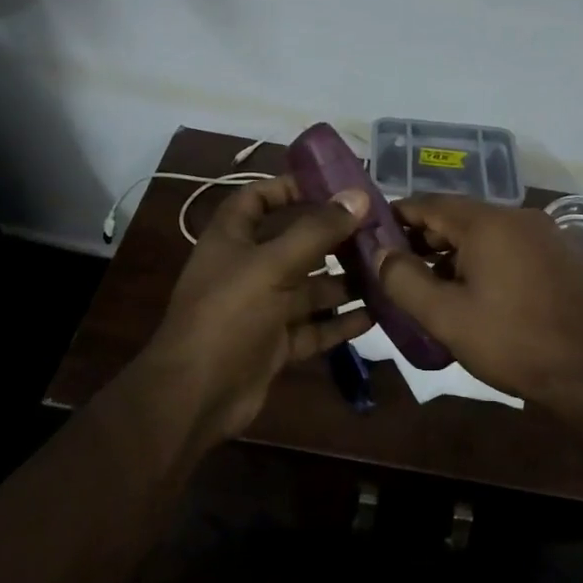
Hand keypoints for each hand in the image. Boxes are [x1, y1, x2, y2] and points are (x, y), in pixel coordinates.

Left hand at [141, 175, 374, 443]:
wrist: (196, 396)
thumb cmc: (228, 315)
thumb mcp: (272, 265)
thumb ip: (317, 231)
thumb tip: (359, 196)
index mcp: (232, 240)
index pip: (256, 199)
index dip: (287, 188)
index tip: (330, 186)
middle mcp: (246, 270)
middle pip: (294, 244)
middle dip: (332, 239)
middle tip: (377, 231)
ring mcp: (262, 309)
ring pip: (309, 288)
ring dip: (344, 281)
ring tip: (386, 272)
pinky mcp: (276, 344)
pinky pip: (314, 327)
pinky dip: (340, 322)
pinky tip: (376, 314)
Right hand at [377, 194, 582, 420]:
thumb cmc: (515, 342)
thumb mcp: (447, 317)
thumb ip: (404, 280)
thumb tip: (379, 253)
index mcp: (487, 222)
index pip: (428, 204)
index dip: (396, 217)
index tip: (370, 236)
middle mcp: (517, 217)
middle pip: (457, 217)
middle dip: (422, 240)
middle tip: (394, 269)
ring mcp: (543, 236)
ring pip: (484, 235)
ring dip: (452, 254)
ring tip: (427, 287)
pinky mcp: (560, 258)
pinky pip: (508, 249)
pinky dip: (482, 262)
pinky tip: (472, 295)